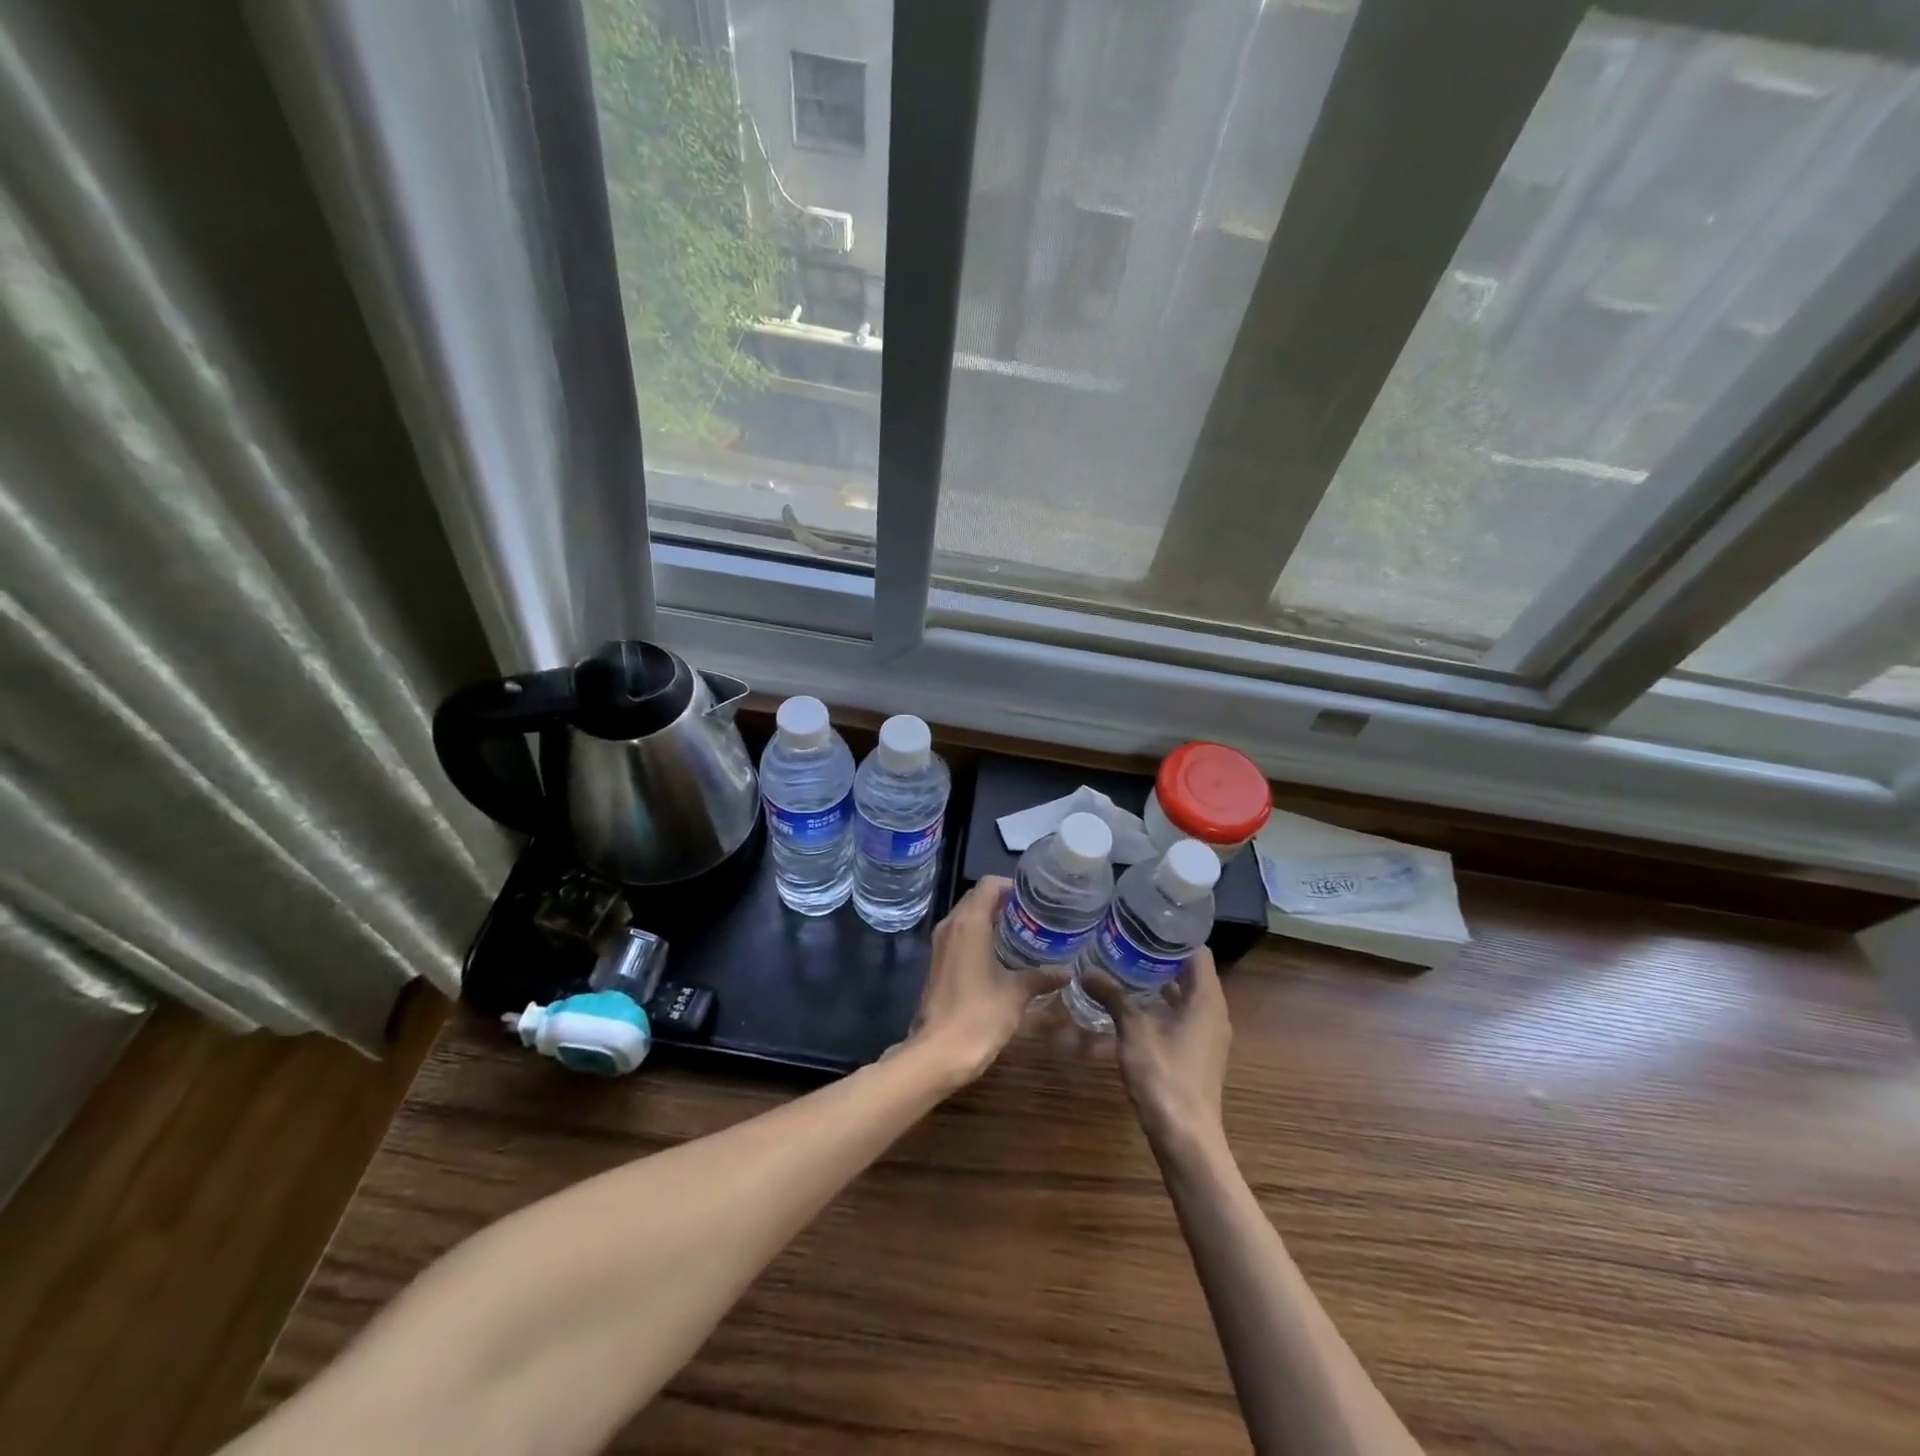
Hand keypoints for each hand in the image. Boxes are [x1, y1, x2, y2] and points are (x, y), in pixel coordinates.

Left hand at [906, 877, 1055, 1084]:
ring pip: (967, 916)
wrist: (940, 1051)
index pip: (989, 885)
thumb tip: (1067, 971)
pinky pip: (960, 935)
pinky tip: (1002, 954)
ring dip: (991, 919)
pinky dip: (980, 935)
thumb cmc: (980, 1015)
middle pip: (977, 898)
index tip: (1035, 899)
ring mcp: (941, 943)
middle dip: (1004, 902)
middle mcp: (951, 925)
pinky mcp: (938, 961)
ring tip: (1023, 932)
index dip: (1012, 886)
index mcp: (969, 922)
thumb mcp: (1016, 993)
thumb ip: (1041, 976)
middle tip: (1034, 915)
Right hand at [1082, 948, 1231, 1147]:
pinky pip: (1183, 1017)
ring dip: (1160, 983)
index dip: (1175, 936)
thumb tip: (1086, 971)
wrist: (1185, 1136)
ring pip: (1186, 997)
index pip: (1198, 952)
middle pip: (1192, 973)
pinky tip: (1133, 1005)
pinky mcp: (1198, 1054)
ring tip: (1126, 966)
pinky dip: (1162, 1006)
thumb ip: (1112, 996)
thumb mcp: (1133, 1029)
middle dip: (1161, 957)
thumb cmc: (1164, 1075)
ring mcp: (1208, 1036)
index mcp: (1207, 1000)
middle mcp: (1214, 1013)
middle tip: (1128, 940)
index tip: (1146, 923)